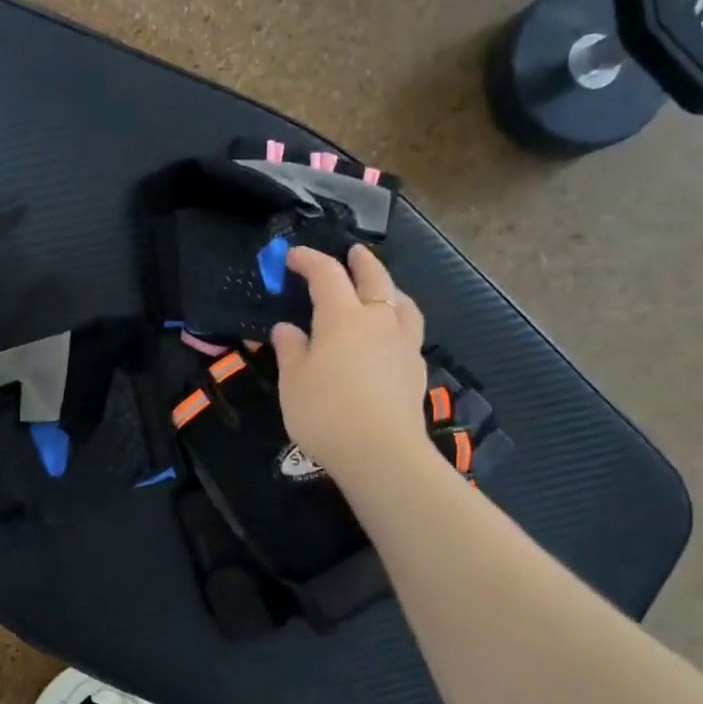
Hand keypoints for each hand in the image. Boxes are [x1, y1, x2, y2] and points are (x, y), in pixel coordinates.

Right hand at [271, 246, 429, 484]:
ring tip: (383, 288)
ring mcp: (402, 343)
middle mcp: (377, 319)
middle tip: (353, 252)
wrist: (380, 451)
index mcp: (342, 316)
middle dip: (361, 261)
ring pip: (401, 301)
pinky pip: (409, 329)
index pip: (326, 274)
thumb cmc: (325, 412)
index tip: (293, 257)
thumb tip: (286, 328)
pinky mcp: (416, 368)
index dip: (309, 260)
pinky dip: (398, 319)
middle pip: (374, 278)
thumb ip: (291, 349)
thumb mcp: (292, 381)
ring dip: (389, 287)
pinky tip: (391, 334)